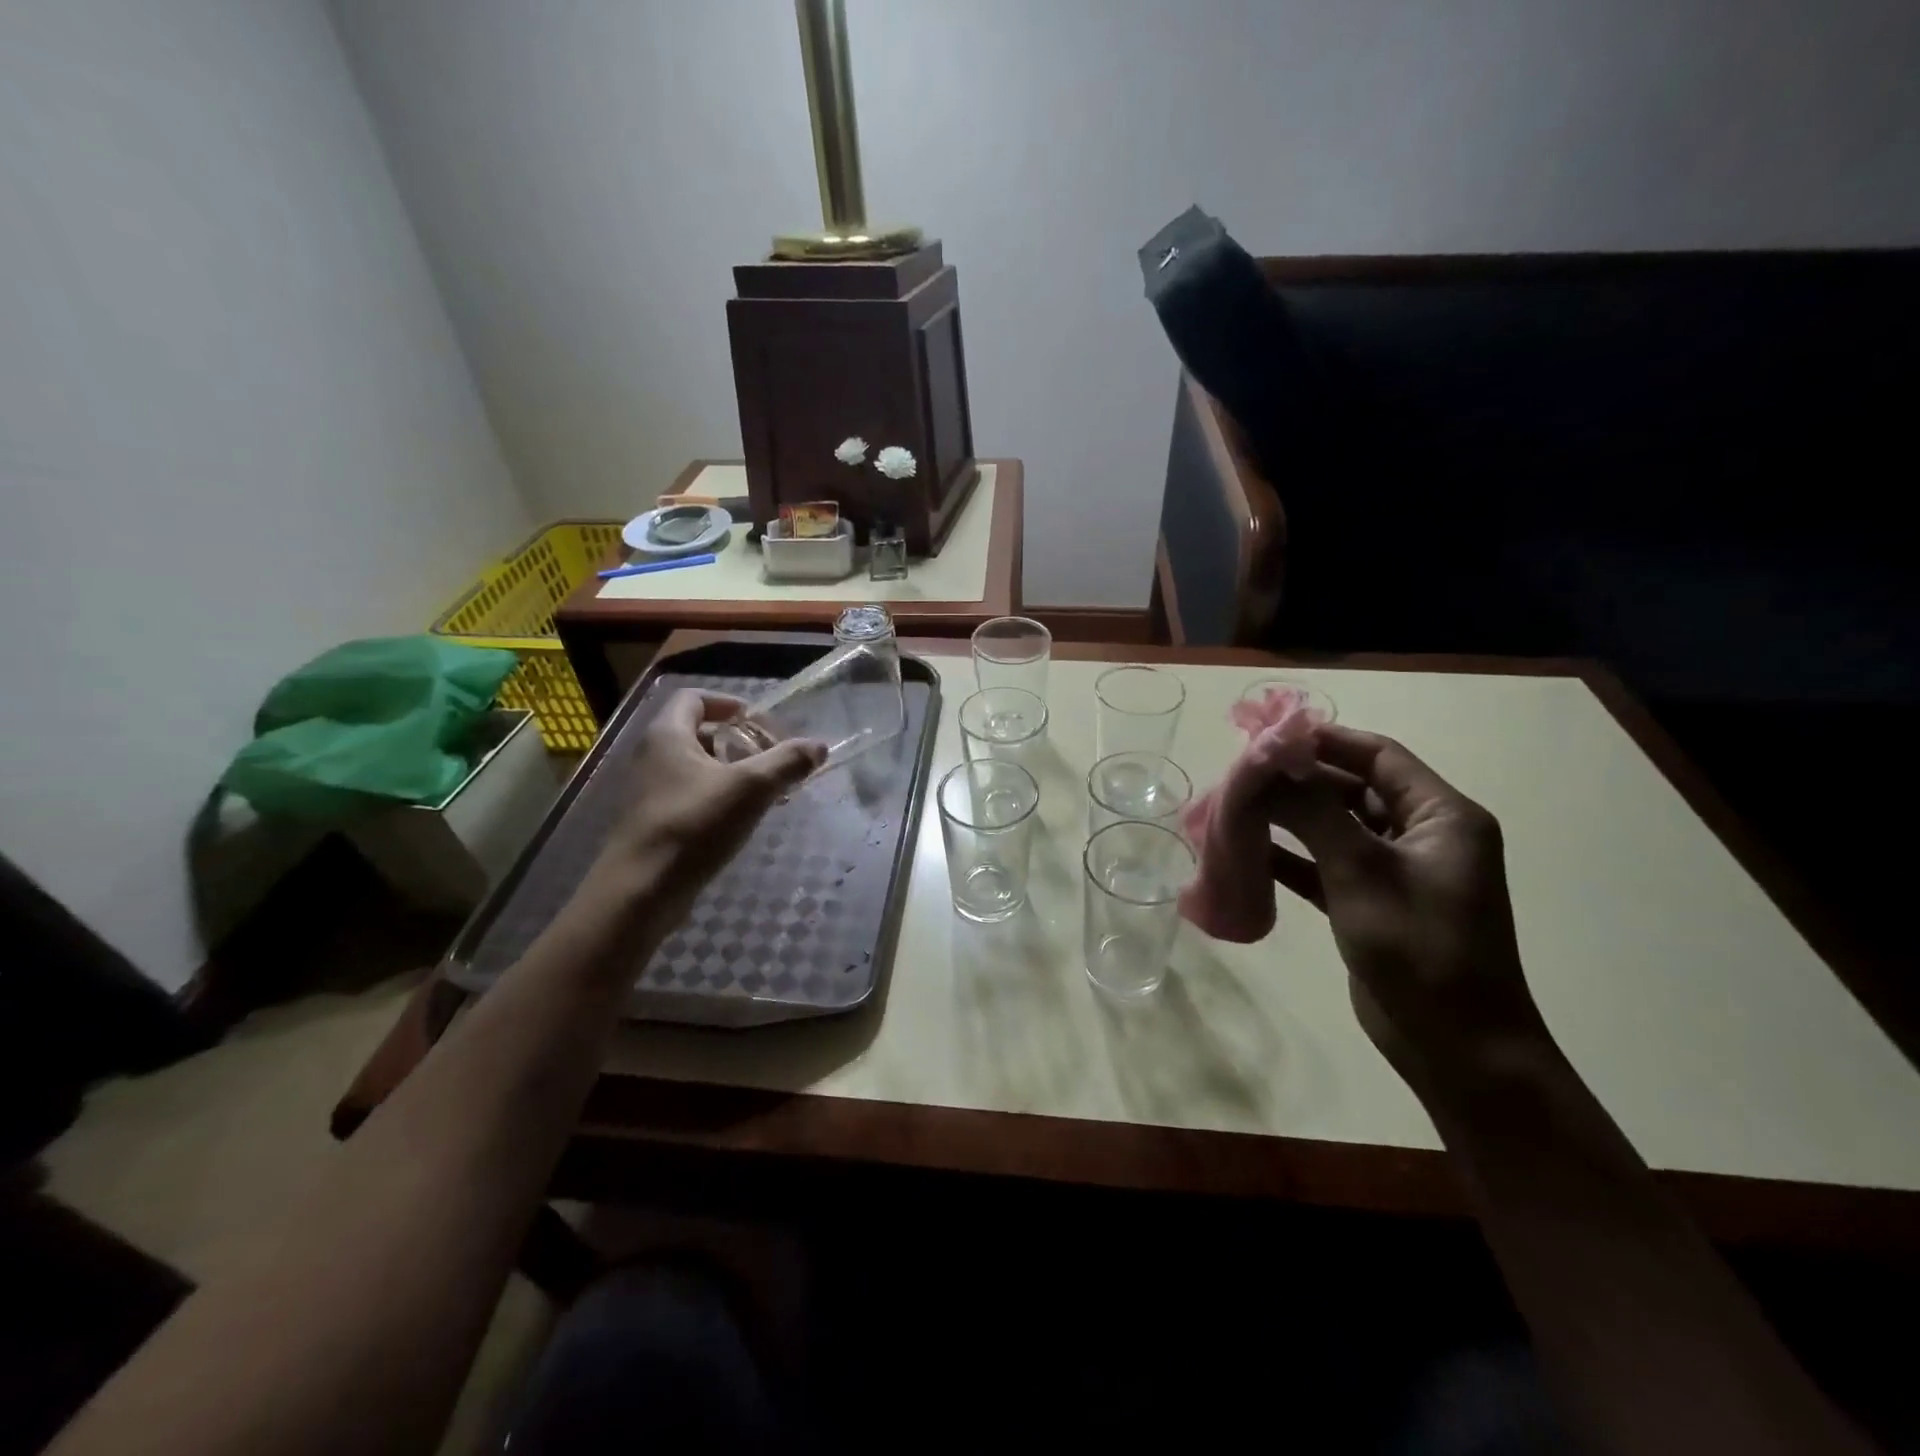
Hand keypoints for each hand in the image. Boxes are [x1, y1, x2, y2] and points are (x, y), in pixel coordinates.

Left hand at [586, 690, 823, 924]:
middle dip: (739, 741)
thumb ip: (787, 762)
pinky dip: (719, 796)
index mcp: (668, 735)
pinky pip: (692, 794)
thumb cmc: (694, 825)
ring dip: (733, 771)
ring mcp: (651, 790)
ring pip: (698, 766)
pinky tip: (742, 818)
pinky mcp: (656, 821)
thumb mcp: (750, 788)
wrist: (642, 891)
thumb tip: (819, 746)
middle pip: (699, 732)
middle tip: (771, 758)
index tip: (760, 722)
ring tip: (766, 790)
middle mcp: (653, 755)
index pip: (695, 698)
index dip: (729, 703)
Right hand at [1264, 725, 1549, 1096]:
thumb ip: (1313, 812)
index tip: (1267, 735)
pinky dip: (1292, 859)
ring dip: (1289, 819)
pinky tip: (1249, 853)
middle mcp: (1421, 836)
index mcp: (1441, 817)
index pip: (1379, 756)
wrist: (1456, 1049)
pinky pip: (1326, 866)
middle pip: (1352, 789)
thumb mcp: (1362, 871)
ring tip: (1236, 809)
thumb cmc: (1419, 949)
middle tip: (1240, 775)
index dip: (1325, 740)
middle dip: (1298, 781)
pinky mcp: (1371, 903)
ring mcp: (1395, 872)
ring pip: (1334, 827)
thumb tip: (1270, 764)